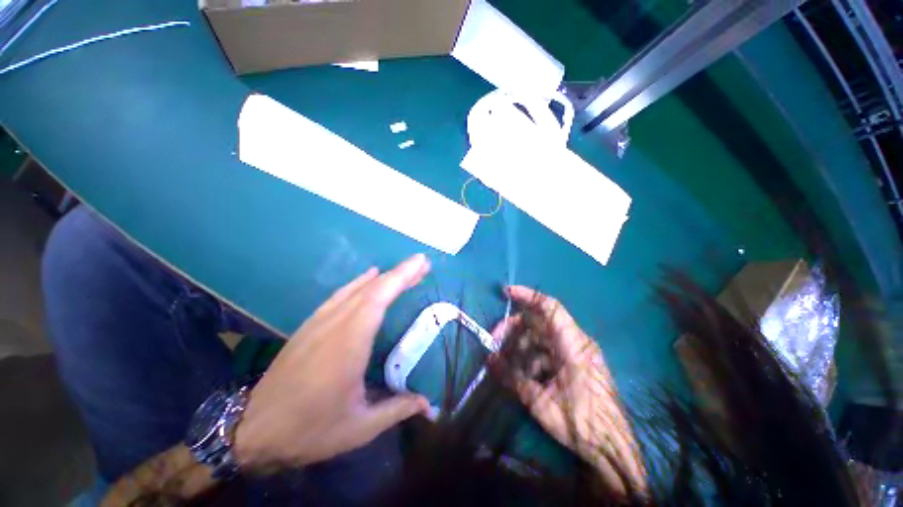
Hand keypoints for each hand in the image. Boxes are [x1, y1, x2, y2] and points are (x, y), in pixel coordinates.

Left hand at [234, 254, 431, 470]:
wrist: (251, 431)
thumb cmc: (309, 430)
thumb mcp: (359, 428)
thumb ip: (397, 409)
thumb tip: (430, 405)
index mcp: (348, 344)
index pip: (378, 298)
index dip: (401, 276)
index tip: (421, 262)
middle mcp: (334, 324)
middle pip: (372, 288)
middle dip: (400, 273)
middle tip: (423, 266)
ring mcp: (319, 322)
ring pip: (356, 288)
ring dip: (383, 277)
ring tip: (405, 272)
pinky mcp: (310, 325)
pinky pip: (341, 294)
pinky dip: (360, 282)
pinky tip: (369, 277)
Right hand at [493, 286, 645, 494]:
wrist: (613, 448)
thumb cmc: (582, 423)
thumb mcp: (541, 403)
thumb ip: (513, 378)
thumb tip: (489, 359)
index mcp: (573, 345)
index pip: (550, 308)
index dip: (528, 296)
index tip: (506, 293)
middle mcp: (576, 342)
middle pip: (540, 322)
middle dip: (515, 328)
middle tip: (496, 341)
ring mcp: (576, 352)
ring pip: (541, 337)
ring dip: (521, 345)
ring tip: (506, 363)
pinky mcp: (574, 363)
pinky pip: (548, 351)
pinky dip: (532, 356)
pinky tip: (523, 374)